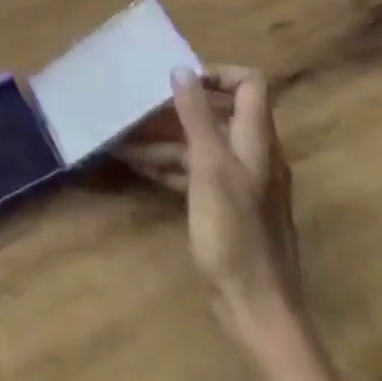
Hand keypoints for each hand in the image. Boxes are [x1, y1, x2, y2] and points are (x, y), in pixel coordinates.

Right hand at [116, 65, 301, 331]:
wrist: (257, 311)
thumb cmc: (234, 235)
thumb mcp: (209, 168)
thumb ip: (197, 116)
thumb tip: (182, 69)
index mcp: (257, 141)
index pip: (250, 84)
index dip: (218, 73)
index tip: (180, 81)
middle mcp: (253, 155)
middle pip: (220, 113)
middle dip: (178, 106)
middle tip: (141, 105)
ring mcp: (241, 183)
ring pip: (202, 143)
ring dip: (166, 137)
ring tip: (124, 136)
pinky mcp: (227, 208)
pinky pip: (196, 172)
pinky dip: (169, 165)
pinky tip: (137, 166)